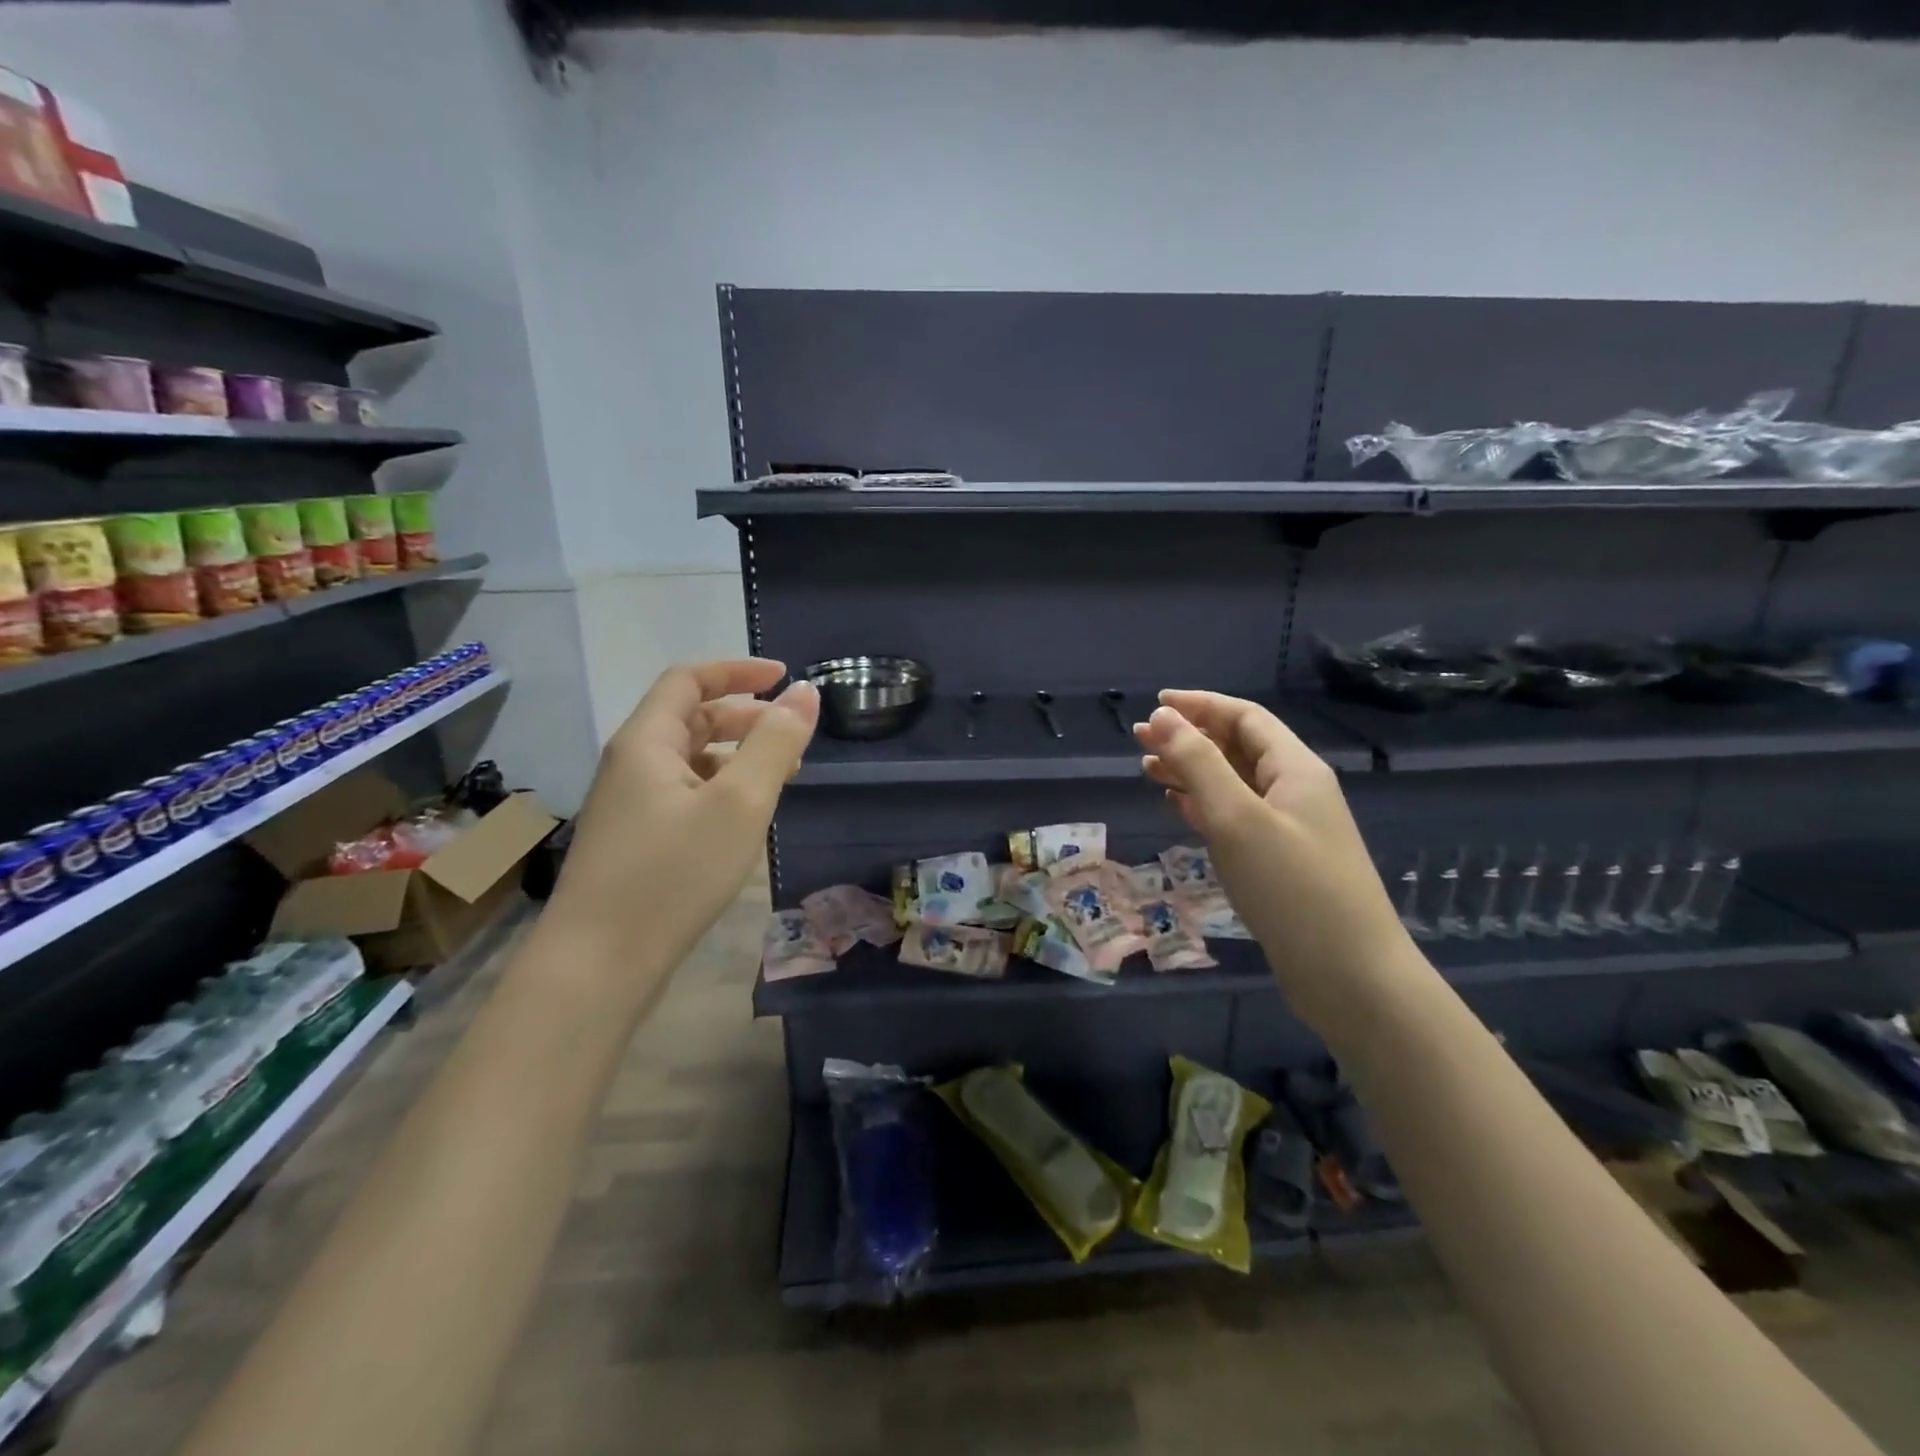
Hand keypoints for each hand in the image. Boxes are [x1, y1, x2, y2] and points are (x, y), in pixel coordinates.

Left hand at [552, 660, 817, 966]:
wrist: (598, 965)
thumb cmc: (673, 874)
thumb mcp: (740, 803)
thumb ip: (776, 744)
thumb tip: (805, 693)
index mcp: (646, 742)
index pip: (689, 680)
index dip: (737, 671)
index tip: (784, 676)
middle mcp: (631, 764)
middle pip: (689, 718)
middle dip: (744, 716)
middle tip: (790, 734)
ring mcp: (629, 805)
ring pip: (689, 760)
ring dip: (735, 755)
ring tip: (779, 777)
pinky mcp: (635, 841)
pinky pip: (684, 794)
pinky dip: (721, 789)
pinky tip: (744, 819)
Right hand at [1134, 690, 1410, 1029]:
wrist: (1350, 976)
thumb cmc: (1292, 887)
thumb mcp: (1237, 818)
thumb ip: (1199, 763)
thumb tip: (1163, 718)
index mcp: (1295, 768)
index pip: (1245, 717)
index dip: (1200, 705)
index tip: (1155, 705)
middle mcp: (1295, 790)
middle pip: (1238, 747)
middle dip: (1189, 737)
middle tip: (1139, 740)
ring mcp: (1289, 828)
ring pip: (1233, 784)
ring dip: (1191, 772)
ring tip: (1147, 771)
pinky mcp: (1280, 862)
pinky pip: (1236, 818)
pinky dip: (1204, 806)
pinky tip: (1179, 808)